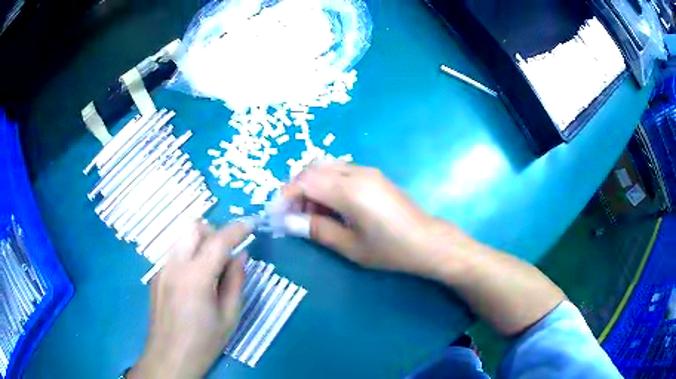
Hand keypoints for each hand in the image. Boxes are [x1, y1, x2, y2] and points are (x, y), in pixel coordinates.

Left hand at [129, 222, 249, 378]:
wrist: (170, 357)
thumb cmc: (204, 342)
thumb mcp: (229, 317)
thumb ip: (236, 282)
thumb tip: (241, 256)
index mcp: (197, 277)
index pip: (218, 241)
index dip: (237, 229)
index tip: (251, 224)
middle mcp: (176, 266)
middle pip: (193, 228)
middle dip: (214, 232)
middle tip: (227, 252)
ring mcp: (162, 269)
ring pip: (182, 238)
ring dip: (200, 242)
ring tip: (212, 267)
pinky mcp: (156, 276)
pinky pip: (175, 254)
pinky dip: (189, 255)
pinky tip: (194, 281)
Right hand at [284, 162, 458, 276]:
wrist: (427, 241)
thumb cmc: (390, 249)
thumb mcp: (350, 246)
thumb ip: (317, 229)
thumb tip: (288, 222)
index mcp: (350, 190)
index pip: (306, 181)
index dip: (286, 195)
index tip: (277, 214)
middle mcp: (357, 172)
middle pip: (313, 168)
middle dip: (297, 188)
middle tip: (293, 214)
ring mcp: (367, 171)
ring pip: (326, 167)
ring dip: (311, 184)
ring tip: (311, 213)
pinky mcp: (373, 175)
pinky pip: (340, 171)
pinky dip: (327, 183)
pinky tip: (331, 206)